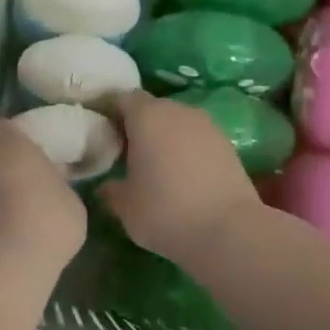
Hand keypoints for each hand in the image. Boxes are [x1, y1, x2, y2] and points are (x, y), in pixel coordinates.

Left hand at [0, 117, 86, 266]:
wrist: (8, 262)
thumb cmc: (49, 218)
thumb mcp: (72, 201)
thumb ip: (58, 185)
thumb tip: (51, 183)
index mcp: (12, 144)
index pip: (2, 125)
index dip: (12, 135)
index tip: (26, 147)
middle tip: (21, 174)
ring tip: (17, 205)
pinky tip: (8, 227)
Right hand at [99, 91, 261, 263]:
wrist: (230, 230)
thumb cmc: (165, 211)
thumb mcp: (125, 206)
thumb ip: (110, 190)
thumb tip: (106, 186)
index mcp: (146, 115)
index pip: (120, 98)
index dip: (108, 112)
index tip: (100, 133)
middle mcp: (177, 110)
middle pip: (150, 108)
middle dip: (136, 125)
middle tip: (123, 152)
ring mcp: (207, 125)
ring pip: (176, 123)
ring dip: (163, 138)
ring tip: (153, 166)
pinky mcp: (227, 144)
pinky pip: (196, 138)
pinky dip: (185, 150)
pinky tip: (181, 176)